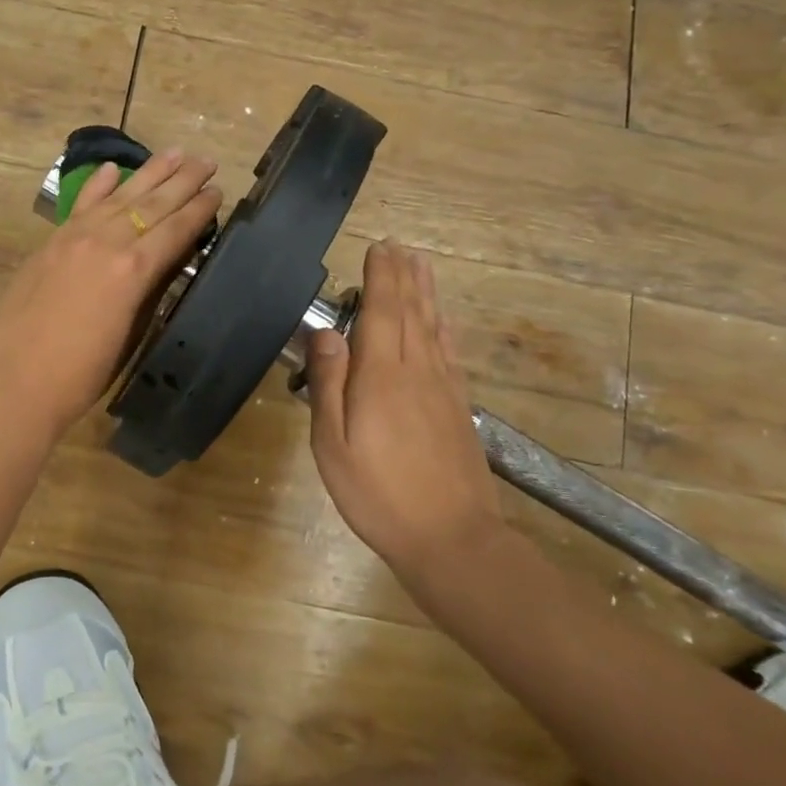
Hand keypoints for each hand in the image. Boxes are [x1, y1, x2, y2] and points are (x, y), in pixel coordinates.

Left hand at [0, 149, 222, 443]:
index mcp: (134, 270)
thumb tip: (164, 264)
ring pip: (119, 196)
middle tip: (205, 160)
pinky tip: (113, 168)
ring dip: (149, 173)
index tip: (217, 190)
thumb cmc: (81, 375)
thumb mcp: (129, 335)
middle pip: (152, 204)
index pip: (176, 230)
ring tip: (174, 152)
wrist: (16, 384)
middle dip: (182, 180)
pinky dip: (98, 186)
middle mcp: (107, 242)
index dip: (199, 210)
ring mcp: (75, 238)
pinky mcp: (50, 244)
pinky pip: (81, 206)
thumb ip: (148, 292)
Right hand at [306, 240, 505, 577]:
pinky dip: (444, 328)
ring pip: (433, 327)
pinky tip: (442, 321)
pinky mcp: (458, 408)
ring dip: (426, 293)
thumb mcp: (334, 444)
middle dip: (402, 276)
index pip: (381, 311)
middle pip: (410, 311)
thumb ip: (329, 384)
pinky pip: (450, 353)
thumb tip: (327, 333)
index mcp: (382, 376)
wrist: (452, 539)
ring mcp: (443, 388)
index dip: (380, 277)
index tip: (378, 247)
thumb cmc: (378, 494)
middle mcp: (417, 371)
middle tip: (399, 246)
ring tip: (422, 265)